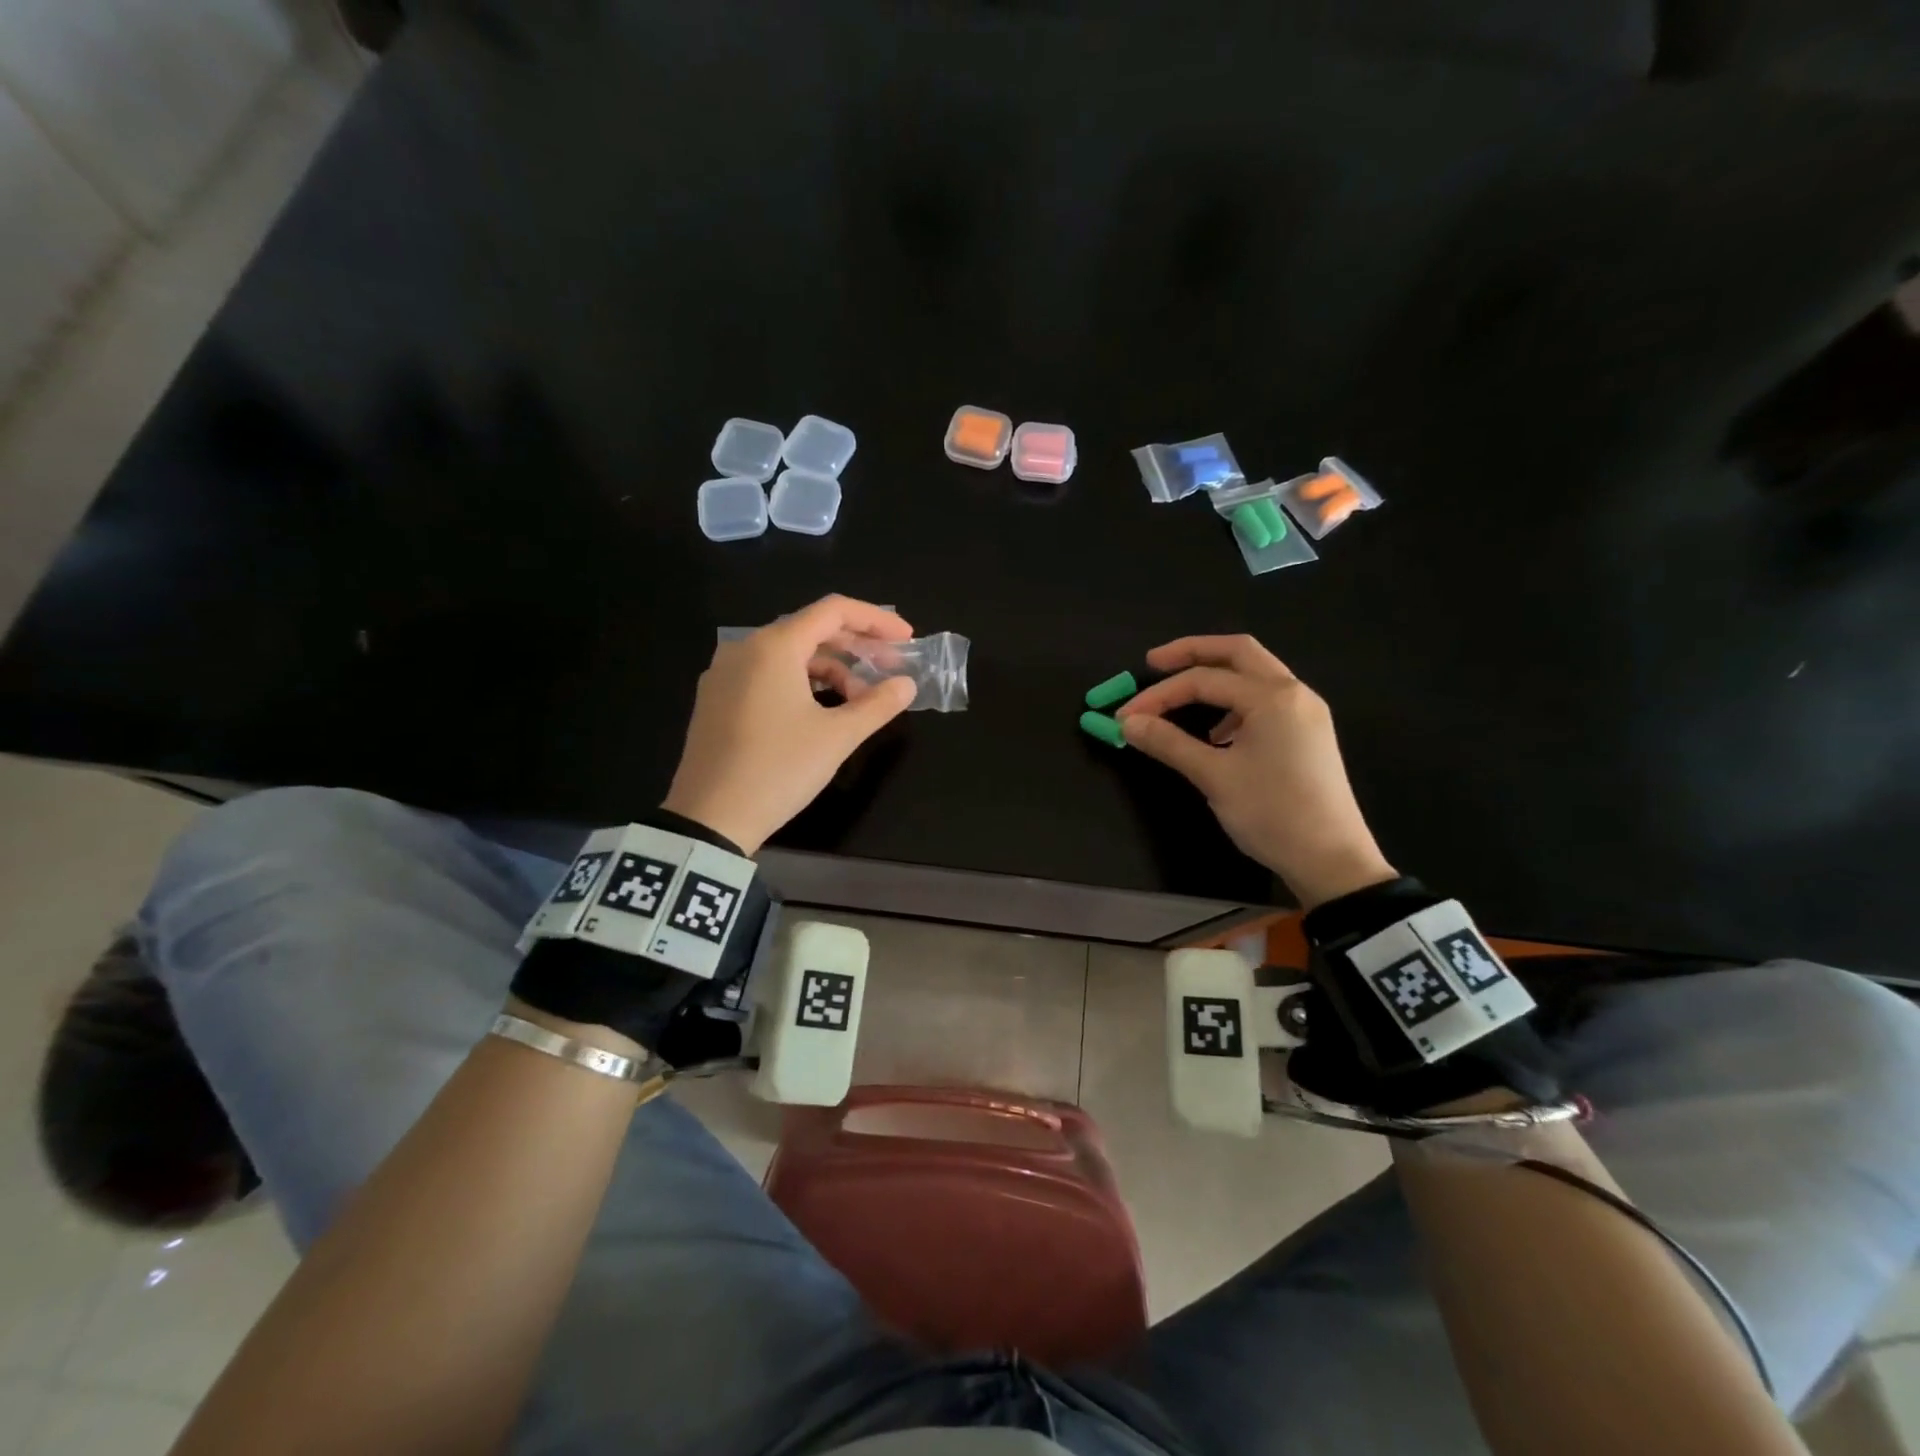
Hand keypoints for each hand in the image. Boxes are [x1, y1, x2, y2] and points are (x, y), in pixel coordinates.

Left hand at [662, 595, 916, 854]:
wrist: (709, 819)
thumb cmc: (779, 769)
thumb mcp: (837, 737)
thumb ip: (877, 704)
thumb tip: (907, 685)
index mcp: (773, 647)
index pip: (833, 611)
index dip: (876, 620)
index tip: (907, 640)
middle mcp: (745, 649)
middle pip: (810, 630)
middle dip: (856, 647)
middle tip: (890, 670)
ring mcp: (724, 674)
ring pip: (789, 655)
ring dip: (830, 671)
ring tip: (858, 703)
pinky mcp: (716, 700)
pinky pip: (767, 675)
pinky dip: (801, 683)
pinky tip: (821, 711)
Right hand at [1116, 635, 1395, 908]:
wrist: (1332, 860)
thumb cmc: (1272, 814)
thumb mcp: (1214, 777)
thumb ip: (1168, 743)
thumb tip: (1128, 723)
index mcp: (1273, 697)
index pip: (1203, 680)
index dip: (1158, 695)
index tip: (1124, 716)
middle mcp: (1294, 693)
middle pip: (1238, 653)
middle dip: (1192, 653)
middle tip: (1154, 662)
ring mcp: (1306, 712)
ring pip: (1255, 675)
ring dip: (1216, 678)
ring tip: (1183, 700)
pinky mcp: (1309, 733)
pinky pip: (1266, 701)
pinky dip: (1235, 703)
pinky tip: (1218, 734)